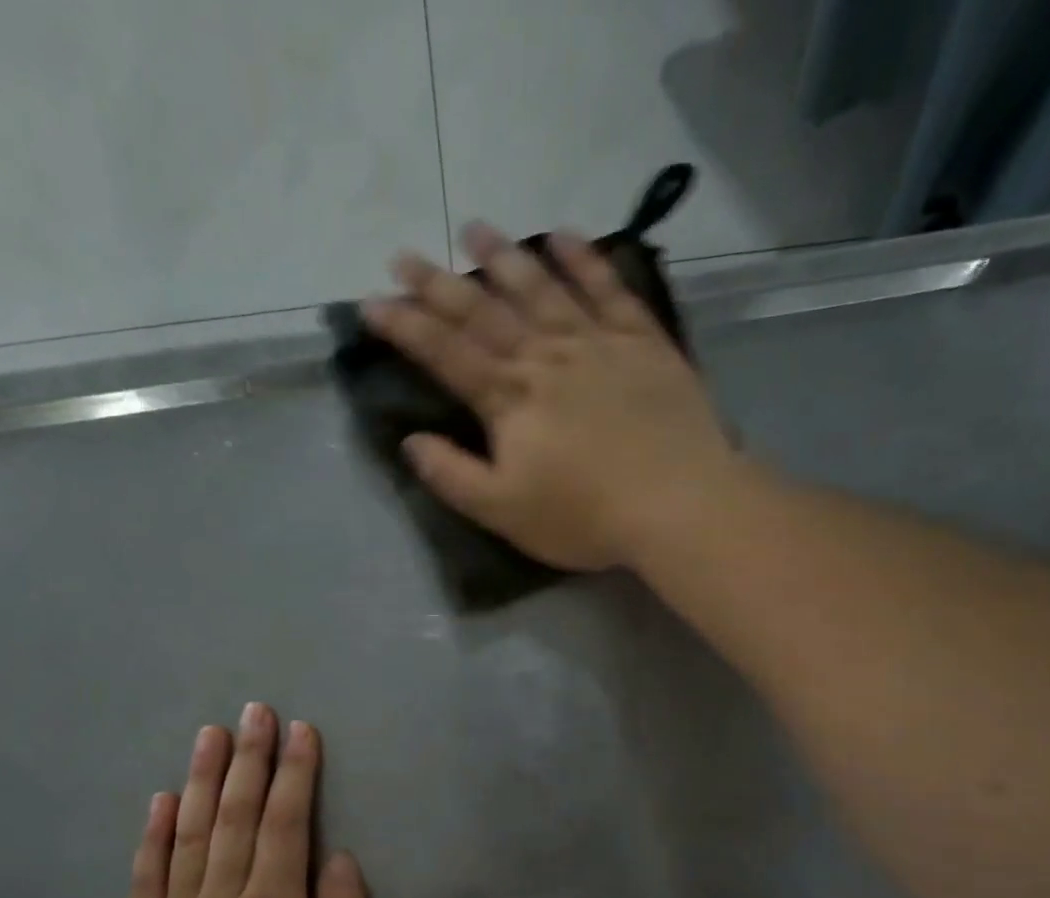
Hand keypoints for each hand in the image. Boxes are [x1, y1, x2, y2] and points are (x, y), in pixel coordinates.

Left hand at [126, 705, 371, 897]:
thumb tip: (335, 857)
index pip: (284, 824)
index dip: (294, 774)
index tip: (300, 731)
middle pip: (234, 816)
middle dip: (248, 759)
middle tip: (253, 711)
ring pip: (188, 836)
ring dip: (199, 780)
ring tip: (208, 734)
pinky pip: (145, 880)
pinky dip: (151, 837)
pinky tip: (159, 801)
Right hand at [360, 222, 739, 572]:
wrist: (677, 502)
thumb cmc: (584, 516)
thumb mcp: (504, 511)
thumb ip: (453, 476)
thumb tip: (410, 442)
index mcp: (509, 400)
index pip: (445, 353)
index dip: (405, 327)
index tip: (371, 302)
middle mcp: (545, 356)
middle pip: (484, 311)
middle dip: (439, 283)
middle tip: (405, 256)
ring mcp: (596, 342)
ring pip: (541, 287)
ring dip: (504, 256)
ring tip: (475, 228)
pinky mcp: (642, 341)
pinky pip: (608, 288)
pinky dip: (584, 259)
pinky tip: (564, 237)